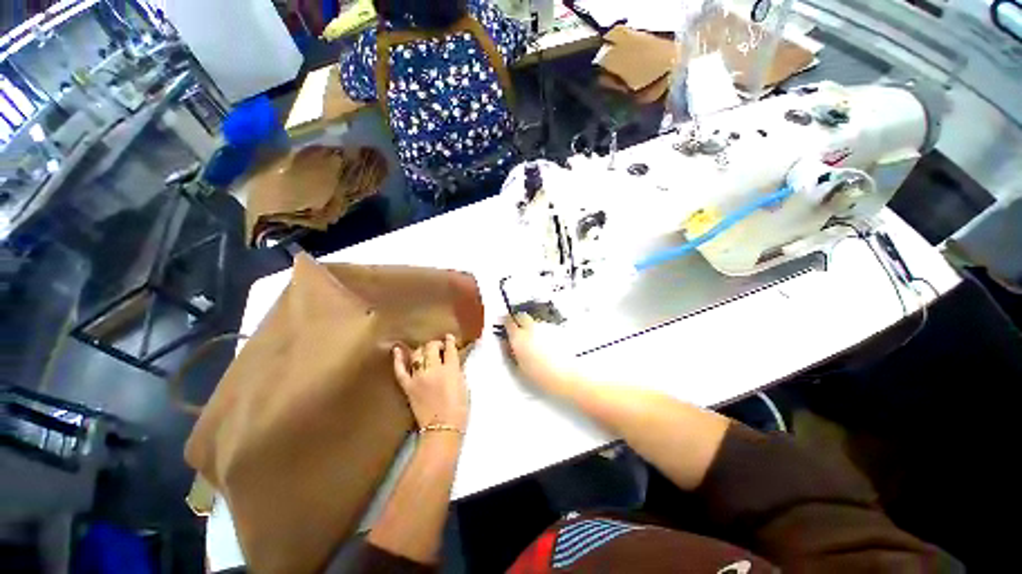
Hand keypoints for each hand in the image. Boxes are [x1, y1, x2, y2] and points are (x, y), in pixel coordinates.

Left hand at [393, 335, 468, 430]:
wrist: (442, 429)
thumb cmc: (459, 409)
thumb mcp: (464, 385)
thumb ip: (457, 370)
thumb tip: (452, 360)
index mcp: (451, 370)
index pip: (449, 348)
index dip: (449, 341)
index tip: (449, 338)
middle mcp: (434, 370)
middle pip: (431, 347)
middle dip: (436, 344)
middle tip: (439, 347)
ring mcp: (419, 377)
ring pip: (417, 354)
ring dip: (422, 350)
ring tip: (426, 351)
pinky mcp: (408, 386)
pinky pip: (400, 370)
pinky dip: (398, 359)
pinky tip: (397, 349)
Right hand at [503, 314, 577, 393]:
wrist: (565, 376)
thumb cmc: (543, 376)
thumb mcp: (517, 368)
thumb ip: (508, 352)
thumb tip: (505, 344)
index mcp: (519, 337)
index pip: (508, 321)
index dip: (505, 322)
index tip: (504, 324)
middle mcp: (532, 328)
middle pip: (521, 315)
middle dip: (517, 319)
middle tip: (516, 326)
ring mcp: (545, 327)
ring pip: (534, 320)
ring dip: (530, 325)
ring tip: (531, 339)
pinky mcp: (556, 329)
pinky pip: (545, 326)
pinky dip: (542, 330)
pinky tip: (543, 342)